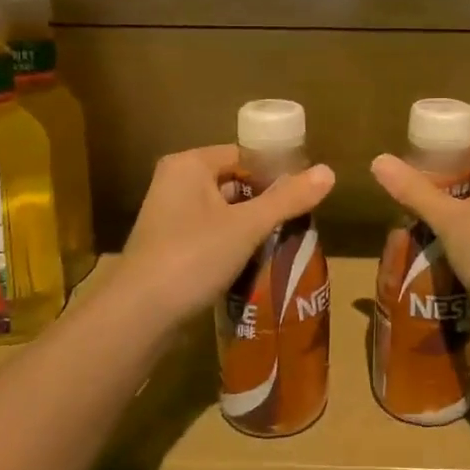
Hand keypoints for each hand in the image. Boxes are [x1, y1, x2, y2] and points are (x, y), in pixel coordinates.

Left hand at [114, 145, 335, 324]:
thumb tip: (329, 172)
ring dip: (251, 226)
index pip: (243, 155)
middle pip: (233, 183)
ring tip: (285, 241)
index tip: (304, 193)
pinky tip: (257, 262)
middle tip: (299, 220)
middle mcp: (175, 183)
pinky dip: (233, 244)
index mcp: (189, 165)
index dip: (275, 171)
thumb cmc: (193, 256)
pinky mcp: (168, 247)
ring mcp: (169, 217)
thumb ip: (288, 199)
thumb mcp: (247, 226)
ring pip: (224, 212)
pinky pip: (211, 235)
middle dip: (265, 202)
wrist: (140, 314)